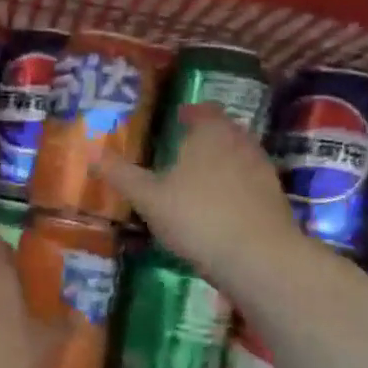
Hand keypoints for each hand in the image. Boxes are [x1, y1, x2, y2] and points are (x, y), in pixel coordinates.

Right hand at [93, 103, 297, 285]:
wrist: (259, 257)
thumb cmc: (197, 217)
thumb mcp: (149, 198)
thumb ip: (122, 175)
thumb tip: (92, 152)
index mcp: (211, 132)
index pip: (203, 110)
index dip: (189, 113)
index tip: (176, 119)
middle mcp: (241, 142)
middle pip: (224, 130)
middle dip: (205, 137)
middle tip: (183, 149)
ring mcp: (262, 169)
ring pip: (239, 155)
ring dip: (221, 162)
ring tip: (199, 179)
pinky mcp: (274, 198)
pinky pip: (249, 182)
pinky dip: (235, 187)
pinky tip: (220, 207)